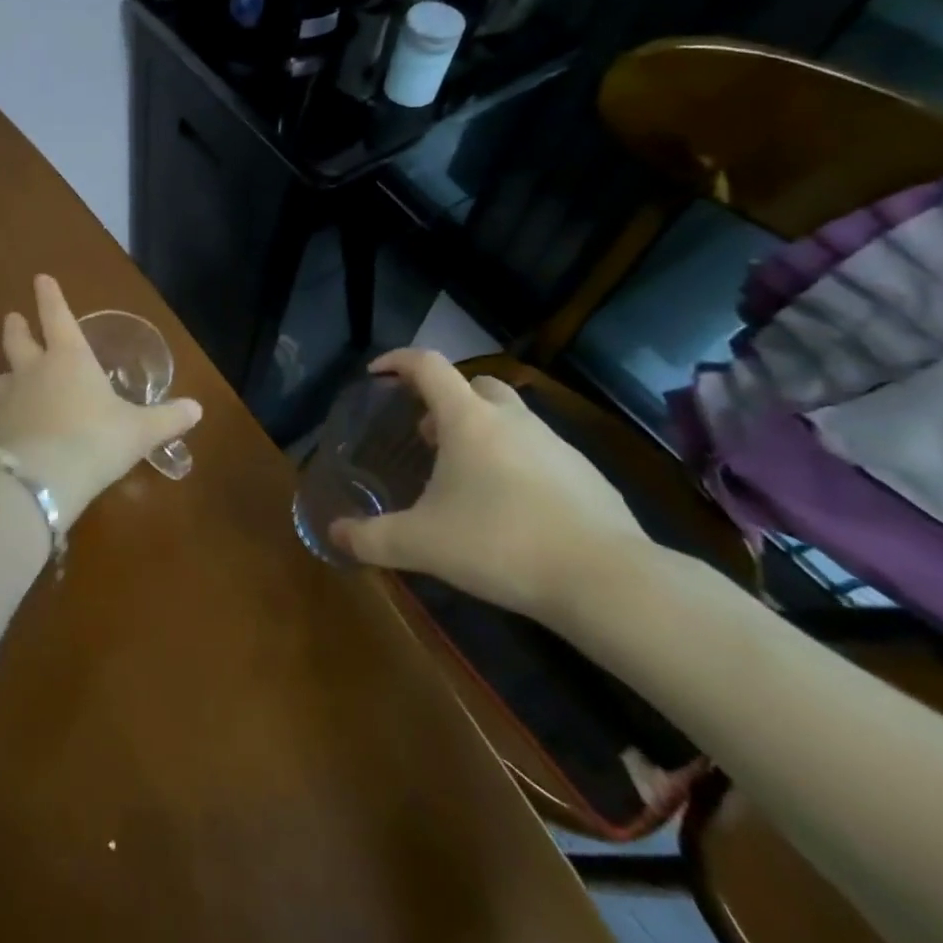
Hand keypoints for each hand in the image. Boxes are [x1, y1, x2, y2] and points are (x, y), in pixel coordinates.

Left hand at [0, 275, 201, 520]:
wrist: (37, 481)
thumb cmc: (95, 441)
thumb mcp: (139, 431)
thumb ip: (167, 418)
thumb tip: (197, 409)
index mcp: (69, 359)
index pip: (57, 317)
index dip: (50, 296)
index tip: (40, 278)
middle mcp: (33, 372)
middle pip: (17, 340)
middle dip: (16, 327)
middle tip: (12, 317)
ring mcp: (8, 401)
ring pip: (3, 378)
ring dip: (8, 374)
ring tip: (9, 377)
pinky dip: (6, 418)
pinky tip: (12, 432)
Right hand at [329, 349, 654, 628]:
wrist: (607, 581)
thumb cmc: (500, 544)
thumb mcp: (422, 544)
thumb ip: (372, 538)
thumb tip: (334, 534)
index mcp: (468, 419)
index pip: (428, 366)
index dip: (398, 362)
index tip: (377, 375)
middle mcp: (512, 419)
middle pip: (475, 384)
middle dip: (445, 400)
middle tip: (426, 434)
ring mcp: (556, 444)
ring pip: (510, 418)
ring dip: (482, 432)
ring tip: (465, 477)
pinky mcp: (587, 475)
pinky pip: (540, 452)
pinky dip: (516, 463)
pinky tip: (512, 508)